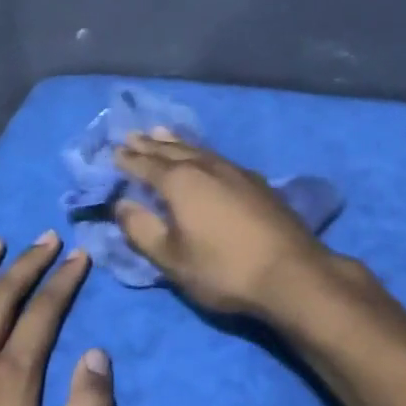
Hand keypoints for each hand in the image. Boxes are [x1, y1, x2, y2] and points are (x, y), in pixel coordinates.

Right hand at [113, 129, 338, 318]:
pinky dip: (202, 152)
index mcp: (181, 182)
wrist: (291, 271)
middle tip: (134, 135)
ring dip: (178, 142)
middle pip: (173, 151)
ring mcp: (236, 171)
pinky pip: (219, 157)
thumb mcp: (172, 258)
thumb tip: (121, 205)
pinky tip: (206, 157)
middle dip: (151, 145)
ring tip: (163, 133)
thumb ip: (142, 229)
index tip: (115, 152)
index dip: (129, 160)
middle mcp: (207, 167)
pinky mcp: (257, 182)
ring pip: (199, 150)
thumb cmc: (223, 269)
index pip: (147, 166)